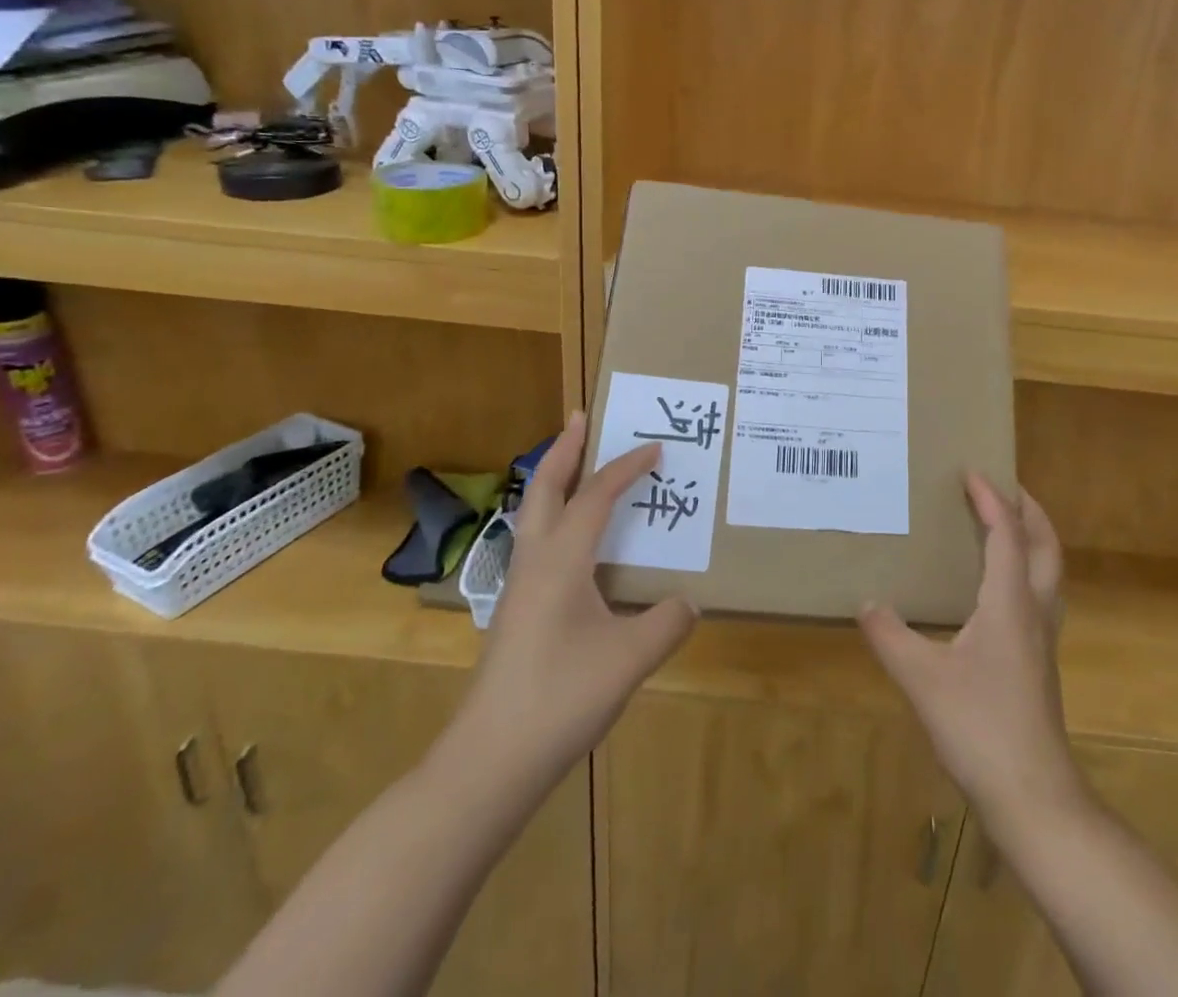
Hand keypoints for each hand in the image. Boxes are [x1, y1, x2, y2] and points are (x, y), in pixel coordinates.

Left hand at [437, 413, 697, 794]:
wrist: (490, 761)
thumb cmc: (561, 698)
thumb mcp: (630, 659)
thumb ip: (667, 623)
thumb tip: (687, 603)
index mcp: (562, 560)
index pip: (596, 496)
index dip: (626, 467)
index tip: (655, 448)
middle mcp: (535, 562)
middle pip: (543, 488)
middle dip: (564, 449)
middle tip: (581, 418)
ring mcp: (519, 588)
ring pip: (533, 515)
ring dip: (554, 481)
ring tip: (577, 466)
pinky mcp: (516, 612)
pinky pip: (537, 543)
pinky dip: (555, 518)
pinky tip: (575, 543)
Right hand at [860, 475, 1079, 830]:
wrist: (1033, 796)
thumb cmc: (979, 727)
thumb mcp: (921, 679)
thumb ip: (890, 636)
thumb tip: (866, 602)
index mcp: (1008, 603)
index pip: (1007, 535)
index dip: (991, 499)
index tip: (972, 471)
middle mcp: (1034, 612)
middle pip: (1046, 546)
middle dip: (1029, 510)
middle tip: (1004, 486)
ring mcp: (1043, 640)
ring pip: (1049, 572)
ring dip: (1033, 539)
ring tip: (1005, 526)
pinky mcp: (1040, 663)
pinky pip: (1040, 596)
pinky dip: (1026, 571)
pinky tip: (998, 590)